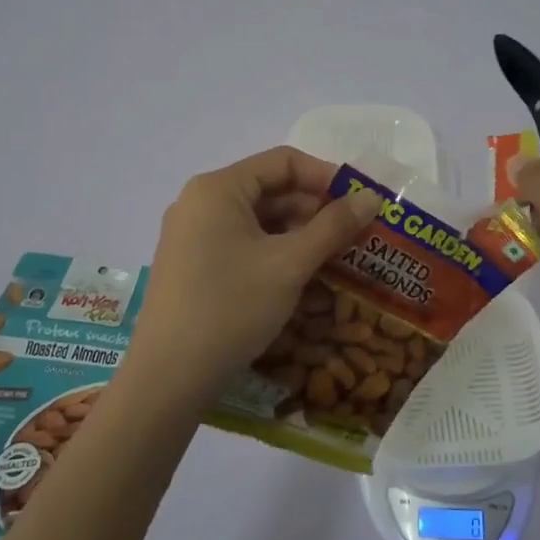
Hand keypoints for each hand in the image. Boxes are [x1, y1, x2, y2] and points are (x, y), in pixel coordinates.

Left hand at [122, 146, 380, 403]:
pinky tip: (299, 275)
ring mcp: (191, 235)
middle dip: (314, 208)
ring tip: (334, 257)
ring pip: (256, 220)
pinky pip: (241, 243)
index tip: (360, 203)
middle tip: (354, 235)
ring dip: (297, 233)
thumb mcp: (290, 264)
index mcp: (218, 188)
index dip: (326, 176)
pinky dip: (273, 252)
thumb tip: (371, 197)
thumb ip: (333, 226)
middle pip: (269, 189)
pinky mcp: (191, 265)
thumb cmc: (231, 307)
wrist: (168, 377)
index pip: (283, 162)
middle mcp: (199, 202)